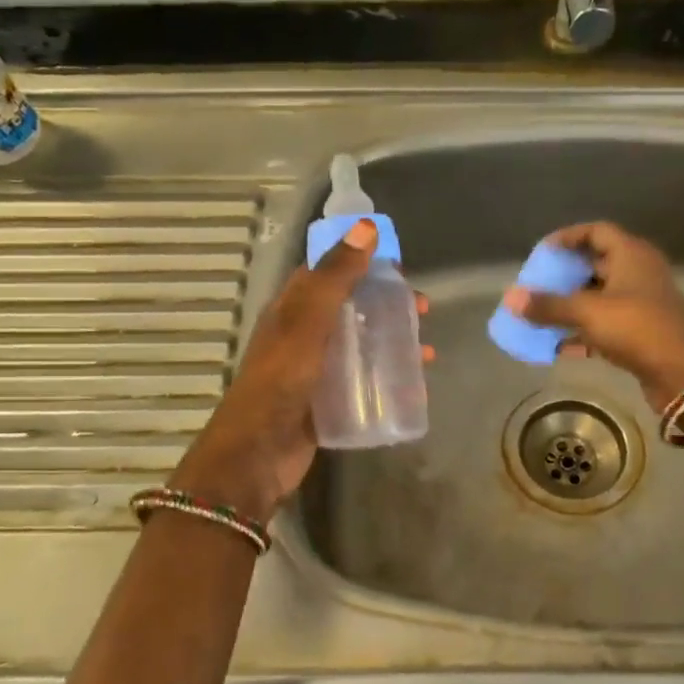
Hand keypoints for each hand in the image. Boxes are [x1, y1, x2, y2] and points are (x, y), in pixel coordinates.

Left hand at [172, 220, 429, 523]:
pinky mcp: (327, 403)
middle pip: (351, 310)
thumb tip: (366, 229)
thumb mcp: (308, 322)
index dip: (363, 265)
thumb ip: (335, 277)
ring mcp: (315, 372)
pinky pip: (363, 382)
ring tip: (426, 351)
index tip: (400, 269)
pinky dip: (387, 378)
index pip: (329, 274)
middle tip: (423, 312)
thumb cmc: (280, 380)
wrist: (257, 454)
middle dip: (387, 306)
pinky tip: (413, 386)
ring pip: (360, 347)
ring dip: (392, 343)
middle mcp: (303, 336)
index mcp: (292, 310)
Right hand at [500, 222, 683, 411]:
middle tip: (535, 285)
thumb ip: (548, 305)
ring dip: (570, 306)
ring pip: (598, 298)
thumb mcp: (588, 313)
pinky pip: (604, 325)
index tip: (541, 252)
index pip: (596, 231)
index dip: (567, 237)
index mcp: (631, 255)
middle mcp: (638, 273)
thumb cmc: (636, 328)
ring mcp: (641, 304)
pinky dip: (582, 333)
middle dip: (564, 276)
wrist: (682, 373)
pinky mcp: (640, 333)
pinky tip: (557, 347)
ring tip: (539, 315)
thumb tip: (510, 298)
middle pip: (595, 265)